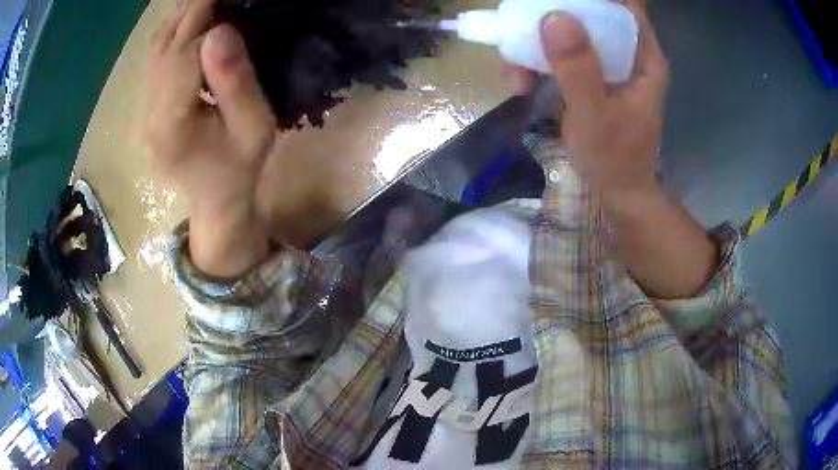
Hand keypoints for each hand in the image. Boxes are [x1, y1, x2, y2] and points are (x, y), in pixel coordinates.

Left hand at [146, 0, 276, 276]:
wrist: (215, 203)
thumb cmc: (239, 169)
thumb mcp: (252, 127)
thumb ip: (234, 80)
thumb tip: (219, 31)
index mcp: (172, 124)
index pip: (185, 55)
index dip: (208, 20)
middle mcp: (149, 115)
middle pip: (165, 49)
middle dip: (193, 11)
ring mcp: (144, 113)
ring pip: (156, 52)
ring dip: (180, 19)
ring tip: (205, 1)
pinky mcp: (147, 110)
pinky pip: (155, 62)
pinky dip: (173, 35)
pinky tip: (191, 24)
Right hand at [509, 4, 718, 298]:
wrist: (618, 190)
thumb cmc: (615, 160)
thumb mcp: (595, 117)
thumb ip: (578, 69)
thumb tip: (554, 17)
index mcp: (643, 56)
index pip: (622, 5)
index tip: (555, 3)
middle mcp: (628, 51)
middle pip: (590, 10)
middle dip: (552, 16)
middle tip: (523, 31)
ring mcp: (607, 60)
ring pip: (569, 29)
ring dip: (536, 42)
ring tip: (518, 73)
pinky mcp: (590, 71)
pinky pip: (559, 51)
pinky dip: (536, 60)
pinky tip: (522, 82)